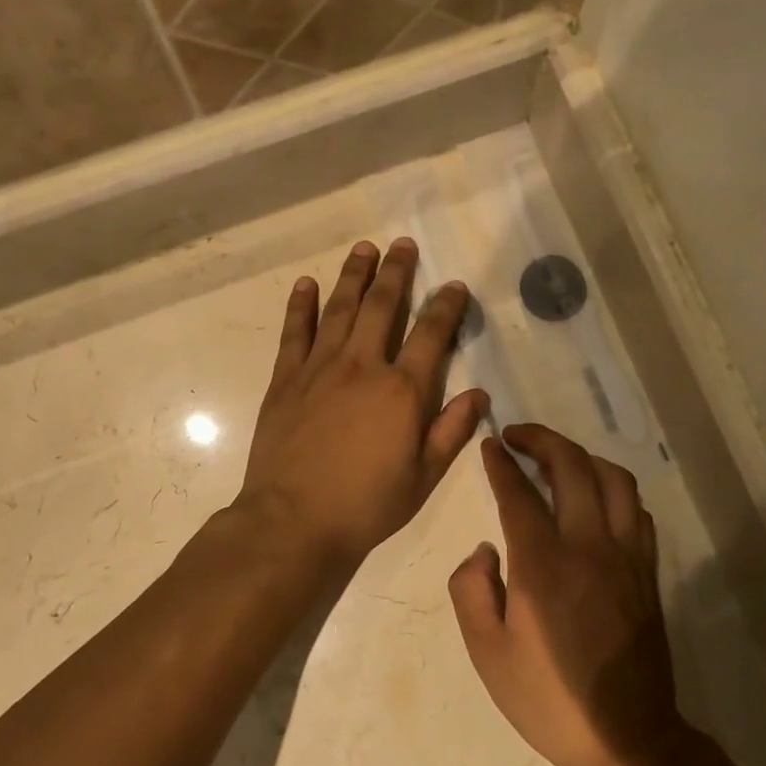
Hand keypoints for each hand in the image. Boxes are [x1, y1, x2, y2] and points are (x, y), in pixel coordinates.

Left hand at [238, 239, 488, 568]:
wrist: (294, 521)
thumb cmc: (367, 505)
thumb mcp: (423, 477)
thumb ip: (452, 431)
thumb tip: (480, 394)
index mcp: (402, 390)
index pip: (431, 334)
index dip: (446, 306)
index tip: (454, 285)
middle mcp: (363, 366)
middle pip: (382, 306)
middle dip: (397, 272)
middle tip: (404, 244)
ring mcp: (320, 368)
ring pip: (340, 309)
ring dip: (353, 276)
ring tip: (364, 248)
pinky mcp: (285, 380)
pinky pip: (294, 333)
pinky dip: (301, 306)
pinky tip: (306, 284)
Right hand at [449, 425, 692, 765]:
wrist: (625, 738)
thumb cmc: (547, 698)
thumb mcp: (487, 653)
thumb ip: (471, 591)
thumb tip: (485, 550)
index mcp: (543, 565)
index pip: (519, 493)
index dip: (501, 464)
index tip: (490, 445)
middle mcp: (589, 547)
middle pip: (572, 467)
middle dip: (542, 440)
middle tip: (517, 436)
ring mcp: (626, 557)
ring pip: (614, 480)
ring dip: (582, 457)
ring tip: (556, 461)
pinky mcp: (647, 572)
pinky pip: (637, 511)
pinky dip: (613, 490)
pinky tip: (596, 500)